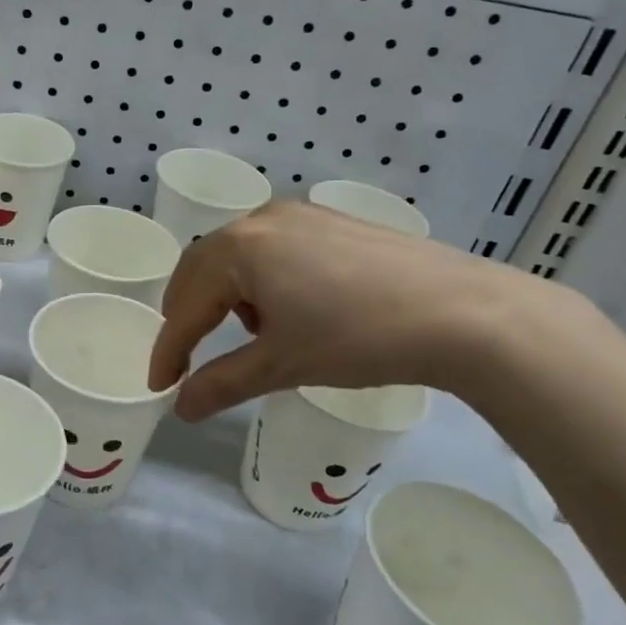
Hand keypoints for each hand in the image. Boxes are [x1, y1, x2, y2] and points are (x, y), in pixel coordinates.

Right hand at [147, 200, 561, 419]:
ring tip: (251, 336)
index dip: (168, 348)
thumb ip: (221, 384)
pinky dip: (263, 280)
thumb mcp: (282, 365)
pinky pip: (274, 248)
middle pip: (203, 268)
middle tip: (186, 355)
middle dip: (190, 314)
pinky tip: (293, 309)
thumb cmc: (359, 338)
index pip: (186, 304)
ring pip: (239, 256)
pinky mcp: (333, 222)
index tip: (159, 384)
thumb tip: (181, 409)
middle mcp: (262, 219)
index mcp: (239, 248)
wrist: (466, 313)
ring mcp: (301, 215)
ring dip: (227, 296)